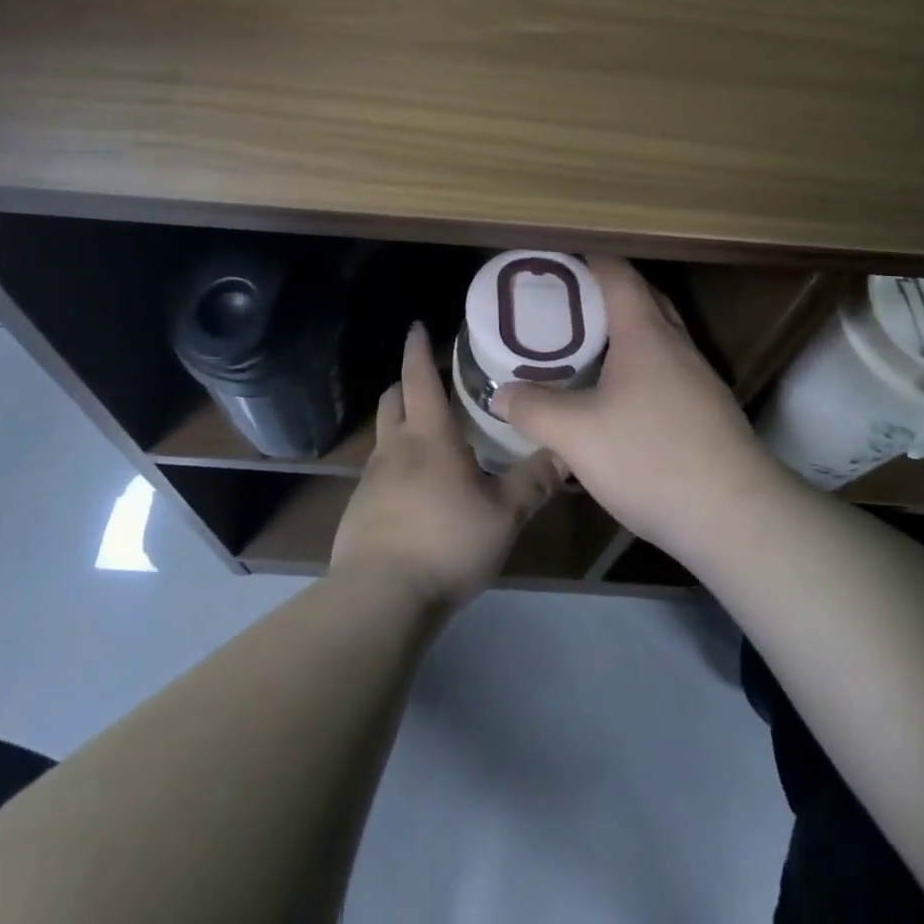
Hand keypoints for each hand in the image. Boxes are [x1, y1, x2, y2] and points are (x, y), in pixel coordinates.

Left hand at [331, 322, 566, 610]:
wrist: (380, 597)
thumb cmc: (446, 541)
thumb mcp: (503, 514)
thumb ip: (533, 482)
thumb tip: (565, 452)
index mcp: (428, 435)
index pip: (419, 377)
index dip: (418, 349)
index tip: (417, 326)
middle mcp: (394, 447)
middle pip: (393, 399)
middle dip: (407, 383)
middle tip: (432, 382)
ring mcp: (371, 479)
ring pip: (385, 436)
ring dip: (402, 425)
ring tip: (432, 438)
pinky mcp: (359, 510)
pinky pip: (379, 473)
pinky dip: (397, 465)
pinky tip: (417, 492)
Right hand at [491, 257, 780, 557]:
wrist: (735, 518)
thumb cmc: (651, 458)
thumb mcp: (577, 435)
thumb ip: (534, 409)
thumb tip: (501, 394)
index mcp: (646, 335)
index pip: (618, 275)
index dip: (588, 259)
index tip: (558, 258)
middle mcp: (677, 346)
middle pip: (644, 299)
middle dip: (606, 291)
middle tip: (565, 301)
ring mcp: (698, 379)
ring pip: (658, 337)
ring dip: (624, 331)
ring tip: (584, 346)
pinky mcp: (708, 412)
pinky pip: (666, 369)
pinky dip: (639, 366)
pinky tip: (617, 398)